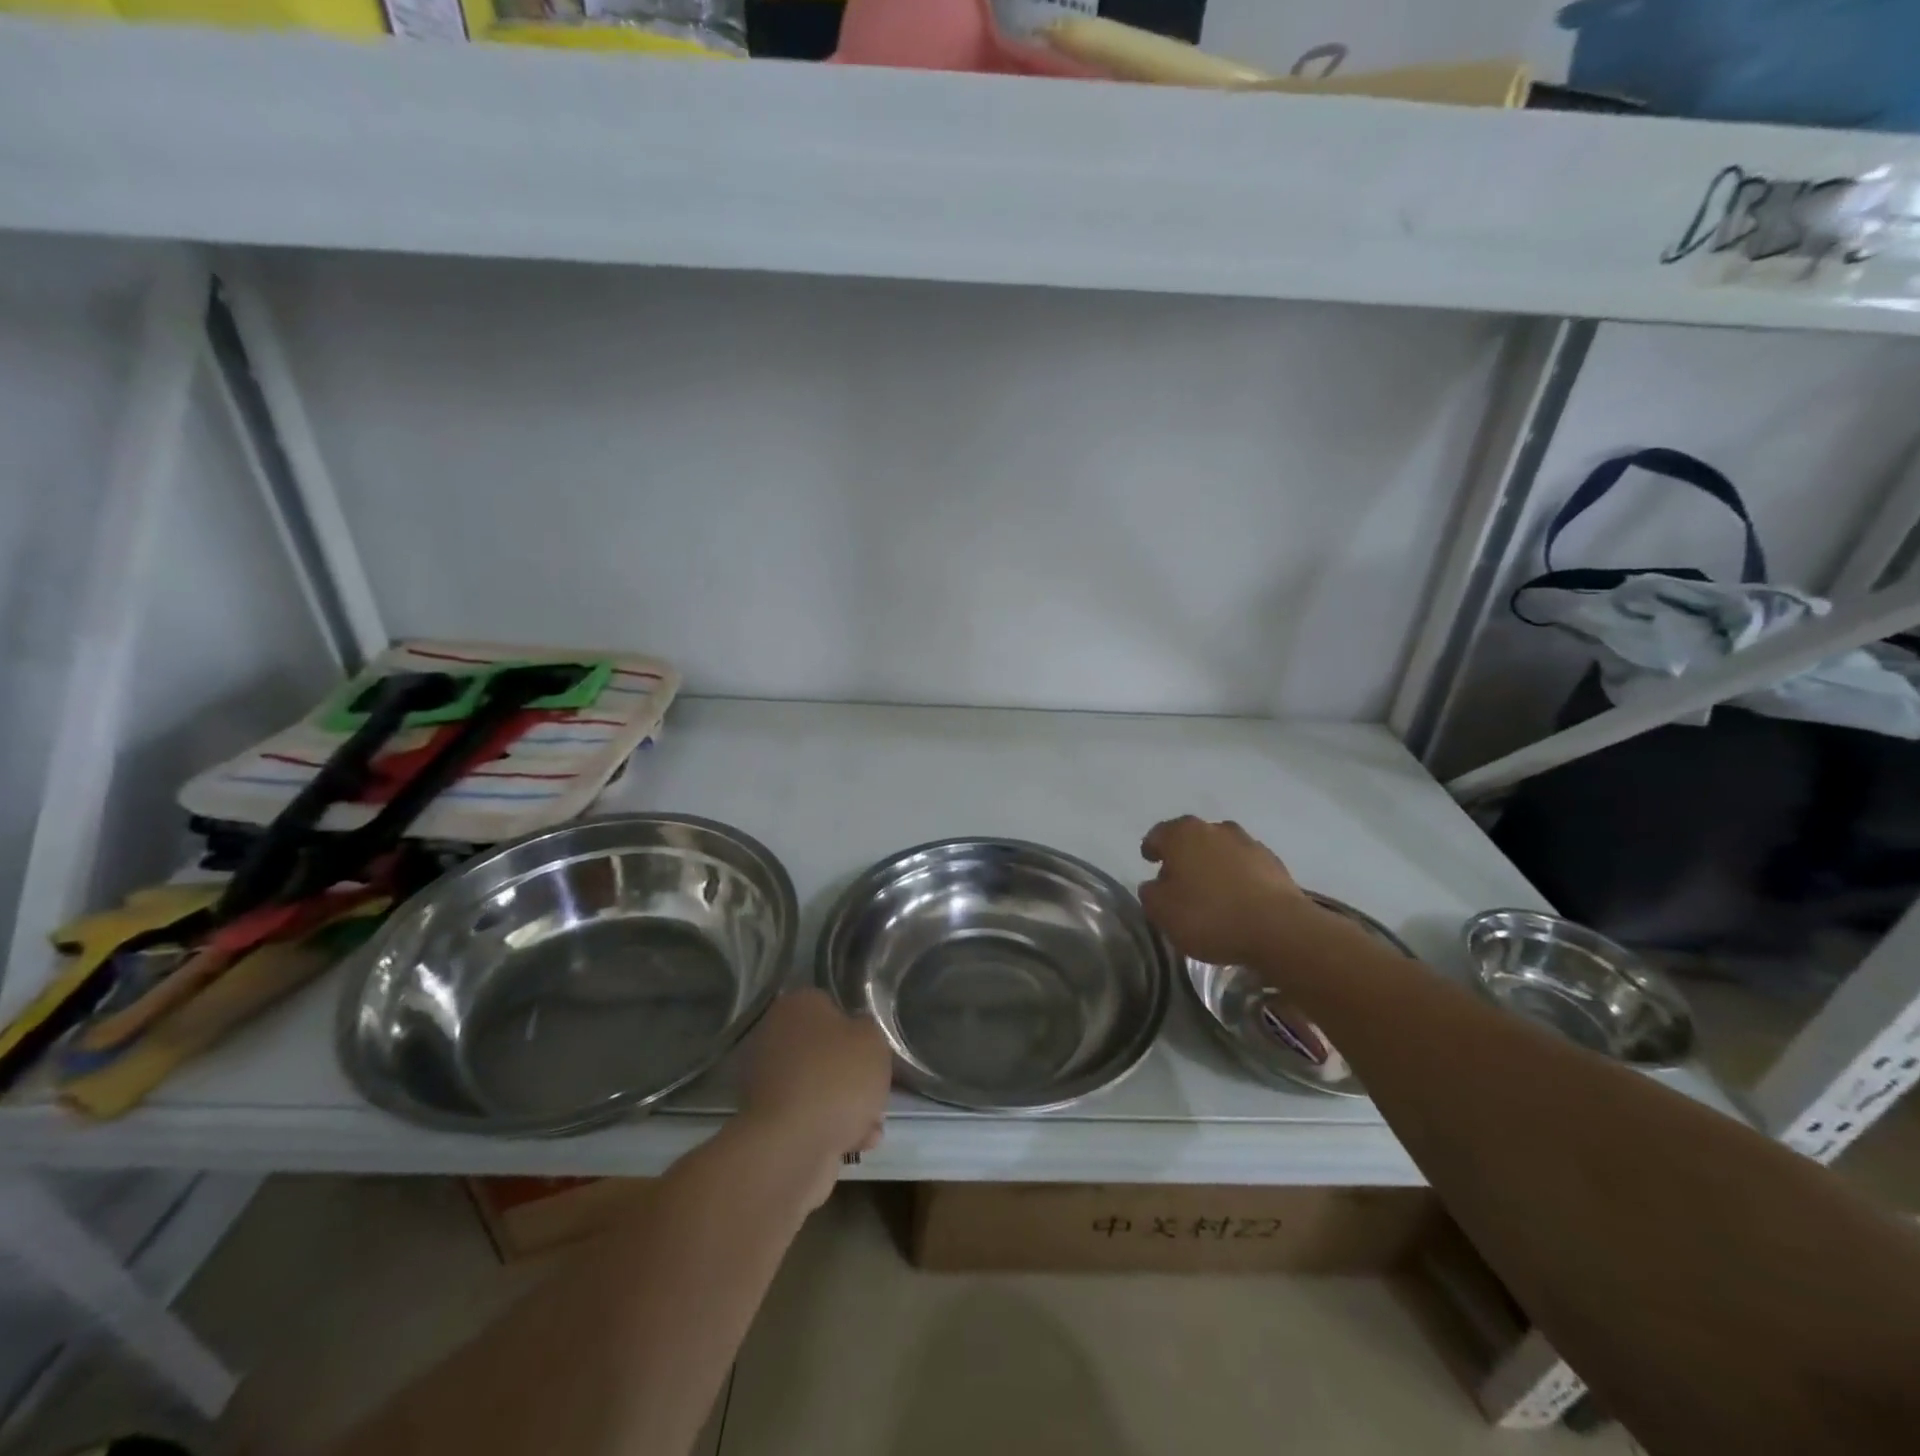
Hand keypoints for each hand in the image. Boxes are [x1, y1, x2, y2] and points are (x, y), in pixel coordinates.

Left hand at [741, 990, 891, 1200]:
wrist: (792, 1146)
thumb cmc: (836, 1078)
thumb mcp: (873, 1040)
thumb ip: (868, 1030)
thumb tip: (855, 1033)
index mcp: (796, 1006)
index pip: (830, 1005)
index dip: (855, 1027)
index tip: (871, 1049)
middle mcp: (774, 1037)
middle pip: (824, 1050)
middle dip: (851, 1073)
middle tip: (874, 1087)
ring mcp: (767, 1081)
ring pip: (819, 1087)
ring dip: (846, 1105)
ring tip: (871, 1123)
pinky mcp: (768, 1121)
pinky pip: (809, 1117)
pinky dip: (831, 1128)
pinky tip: (856, 1142)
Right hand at [1138, 816, 1313, 967]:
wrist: (1279, 929)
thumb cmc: (1209, 915)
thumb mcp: (1162, 912)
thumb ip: (1150, 893)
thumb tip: (1155, 885)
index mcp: (1182, 834)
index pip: (1158, 834)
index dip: (1151, 848)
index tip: (1149, 860)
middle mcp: (1214, 829)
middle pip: (1191, 838)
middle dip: (1183, 855)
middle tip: (1178, 879)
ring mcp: (1248, 843)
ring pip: (1221, 850)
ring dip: (1213, 864)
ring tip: (1211, 890)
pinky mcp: (1274, 863)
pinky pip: (1245, 866)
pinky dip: (1237, 877)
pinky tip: (1237, 899)